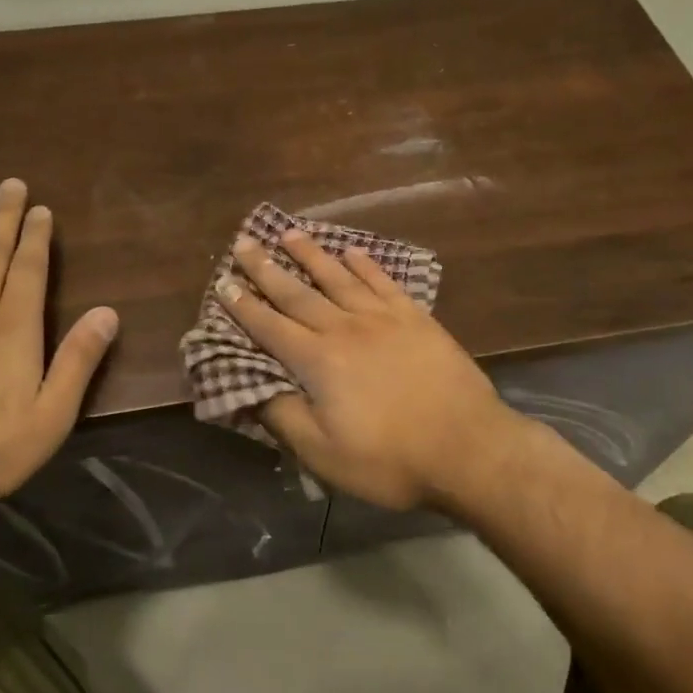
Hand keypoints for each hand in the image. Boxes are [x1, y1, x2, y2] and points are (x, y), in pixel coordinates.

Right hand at [217, 230, 529, 509]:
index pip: (270, 327)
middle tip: (244, 243)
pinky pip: (383, 281)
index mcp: (318, 361)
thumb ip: (284, 416)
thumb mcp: (324, 454)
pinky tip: (352, 251)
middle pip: (298, 293)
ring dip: (311, 255)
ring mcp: (383, 318)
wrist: (468, 447)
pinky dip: (365, 264)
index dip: (243, 306)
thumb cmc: (391, 459)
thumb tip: (253, 388)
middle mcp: (345, 328)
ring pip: (338, 277)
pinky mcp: (416, 318)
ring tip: (289, 233)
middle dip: (267, 268)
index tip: (223, 282)